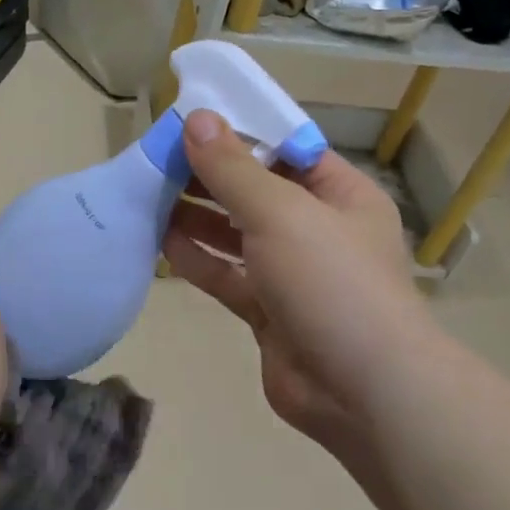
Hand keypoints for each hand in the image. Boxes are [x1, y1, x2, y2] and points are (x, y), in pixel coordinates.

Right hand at [162, 111, 431, 462]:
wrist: (360, 390)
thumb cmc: (331, 281)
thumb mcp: (281, 212)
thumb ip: (234, 168)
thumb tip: (197, 119)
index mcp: (340, 194)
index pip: (286, 149)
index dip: (240, 132)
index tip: (190, 121)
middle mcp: (317, 229)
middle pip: (256, 191)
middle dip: (210, 176)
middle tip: (156, 159)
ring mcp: (292, 273)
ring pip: (237, 235)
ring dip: (197, 216)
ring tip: (149, 195)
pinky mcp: (268, 312)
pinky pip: (228, 276)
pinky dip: (198, 260)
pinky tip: (161, 242)